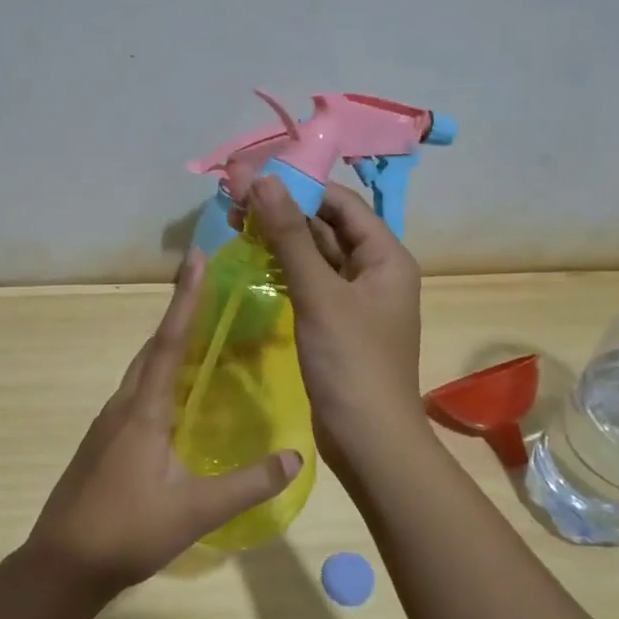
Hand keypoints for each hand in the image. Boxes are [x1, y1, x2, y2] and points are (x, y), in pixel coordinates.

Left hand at [24, 250, 303, 598]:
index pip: (168, 342)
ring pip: (141, 372)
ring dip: (167, 345)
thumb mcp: (195, 511)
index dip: (185, 299)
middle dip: (178, 313)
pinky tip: (175, 397)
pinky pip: (136, 394)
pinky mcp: (104, 444)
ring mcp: (108, 425)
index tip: (196, 259)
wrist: (61, 566)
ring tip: (198, 333)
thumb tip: (296, 456)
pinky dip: (159, 377)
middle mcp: (122, 406)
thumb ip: (247, 484)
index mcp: (143, 410)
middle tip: (207, 287)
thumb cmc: (127, 532)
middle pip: (152, 348)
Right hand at [249, 177, 426, 454]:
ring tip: (234, 226)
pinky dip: (285, 271)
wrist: (369, 440)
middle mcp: (375, 272)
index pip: (340, 203)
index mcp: (385, 257)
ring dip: (280, 240)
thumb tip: (261, 179)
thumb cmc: (351, 362)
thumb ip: (289, 236)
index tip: (252, 177)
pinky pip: (311, 284)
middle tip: (233, 202)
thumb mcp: (319, 294)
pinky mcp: (338, 325)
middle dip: (283, 212)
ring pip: (316, 257)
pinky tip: (254, 264)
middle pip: (327, 227)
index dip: (299, 186)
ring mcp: (356, 301)